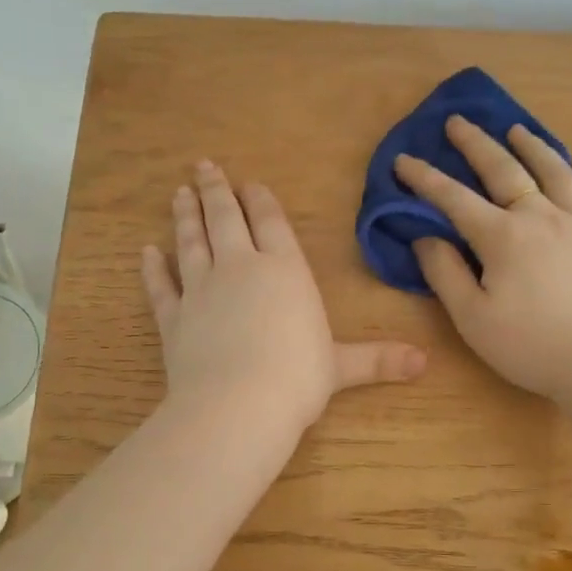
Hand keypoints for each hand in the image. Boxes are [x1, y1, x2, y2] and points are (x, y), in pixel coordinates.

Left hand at [142, 160, 426, 433]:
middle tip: (204, 166)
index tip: (249, 183)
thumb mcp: (342, 368)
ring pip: (190, 242)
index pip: (271, 224)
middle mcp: (240, 268)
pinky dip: (152, 268)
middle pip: (226, 219)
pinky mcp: (173, 317)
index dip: (260, 200)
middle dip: (216, 191)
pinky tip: (146, 252)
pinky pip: (160, 286)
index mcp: (285, 271)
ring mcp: (201, 289)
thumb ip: (377, 359)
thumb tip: (424, 362)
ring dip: (185, 216)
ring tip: (180, 193)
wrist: (238, 404)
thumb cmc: (298, 379)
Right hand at [394, 116, 571, 401]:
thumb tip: (427, 237)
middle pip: (505, 170)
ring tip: (517, 130)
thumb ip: (444, 274)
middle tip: (458, 122)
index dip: (425, 178)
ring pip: (558, 173)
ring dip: (534, 147)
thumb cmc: (528, 347)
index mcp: (503, 236)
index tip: (403, 159)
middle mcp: (543, 217)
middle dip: (476, 144)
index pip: (454, 198)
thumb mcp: (471, 318)